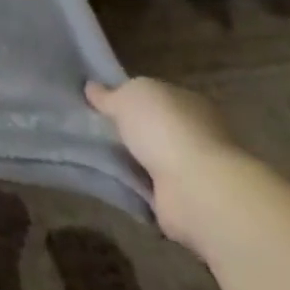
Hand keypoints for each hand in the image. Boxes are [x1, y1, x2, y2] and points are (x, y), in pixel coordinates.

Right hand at [88, 77, 249, 252]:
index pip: (156, 96)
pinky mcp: (184, 201)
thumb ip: (109, 94)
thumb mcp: (126, 97)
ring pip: (152, 158)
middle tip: (94, 129)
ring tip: (96, 154)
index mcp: (188, 102)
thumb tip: (92, 88)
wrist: (196, 190)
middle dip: (130, 131)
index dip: (130, 97)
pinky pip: (151, 188)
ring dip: (131, 160)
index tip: (103, 102)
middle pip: (154, 128)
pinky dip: (135, 186)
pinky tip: (111, 179)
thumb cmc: (164, 129)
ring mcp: (193, 170)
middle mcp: (196, 134)